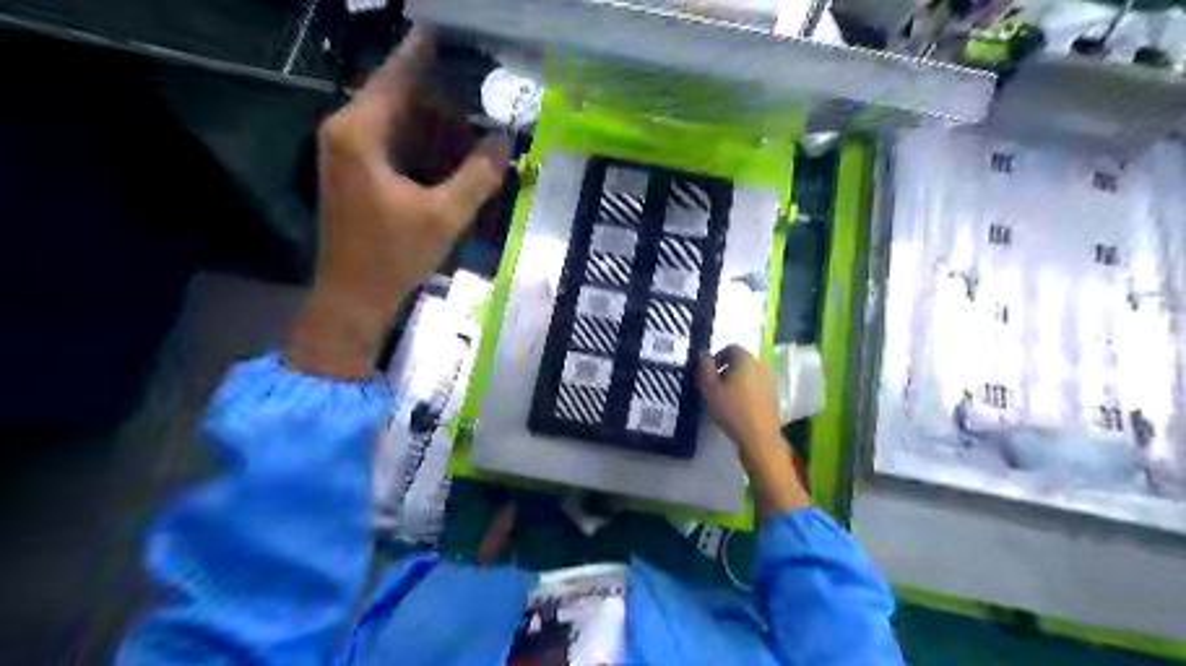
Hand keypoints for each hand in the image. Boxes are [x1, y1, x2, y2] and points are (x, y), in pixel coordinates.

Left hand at [288, 30, 510, 378]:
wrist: (353, 297)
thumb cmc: (392, 255)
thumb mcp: (444, 216)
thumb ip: (478, 176)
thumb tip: (504, 141)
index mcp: (360, 132)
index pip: (398, 74)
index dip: (426, 52)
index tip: (454, 33)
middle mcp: (347, 131)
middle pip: (398, 94)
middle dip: (441, 93)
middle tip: (482, 85)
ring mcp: (348, 152)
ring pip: (398, 120)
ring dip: (435, 120)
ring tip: (476, 118)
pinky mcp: (356, 172)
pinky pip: (394, 142)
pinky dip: (423, 142)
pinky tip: (454, 151)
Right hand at [696, 346, 810, 515]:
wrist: (759, 438)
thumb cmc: (732, 410)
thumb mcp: (709, 388)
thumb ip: (704, 368)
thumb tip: (704, 355)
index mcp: (745, 359)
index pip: (730, 347)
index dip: (717, 357)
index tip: (708, 374)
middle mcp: (760, 365)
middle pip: (740, 360)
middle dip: (726, 370)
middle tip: (714, 386)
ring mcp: (769, 380)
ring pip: (748, 374)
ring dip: (736, 381)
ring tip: (725, 398)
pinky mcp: (773, 395)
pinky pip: (756, 386)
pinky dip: (746, 391)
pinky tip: (738, 407)